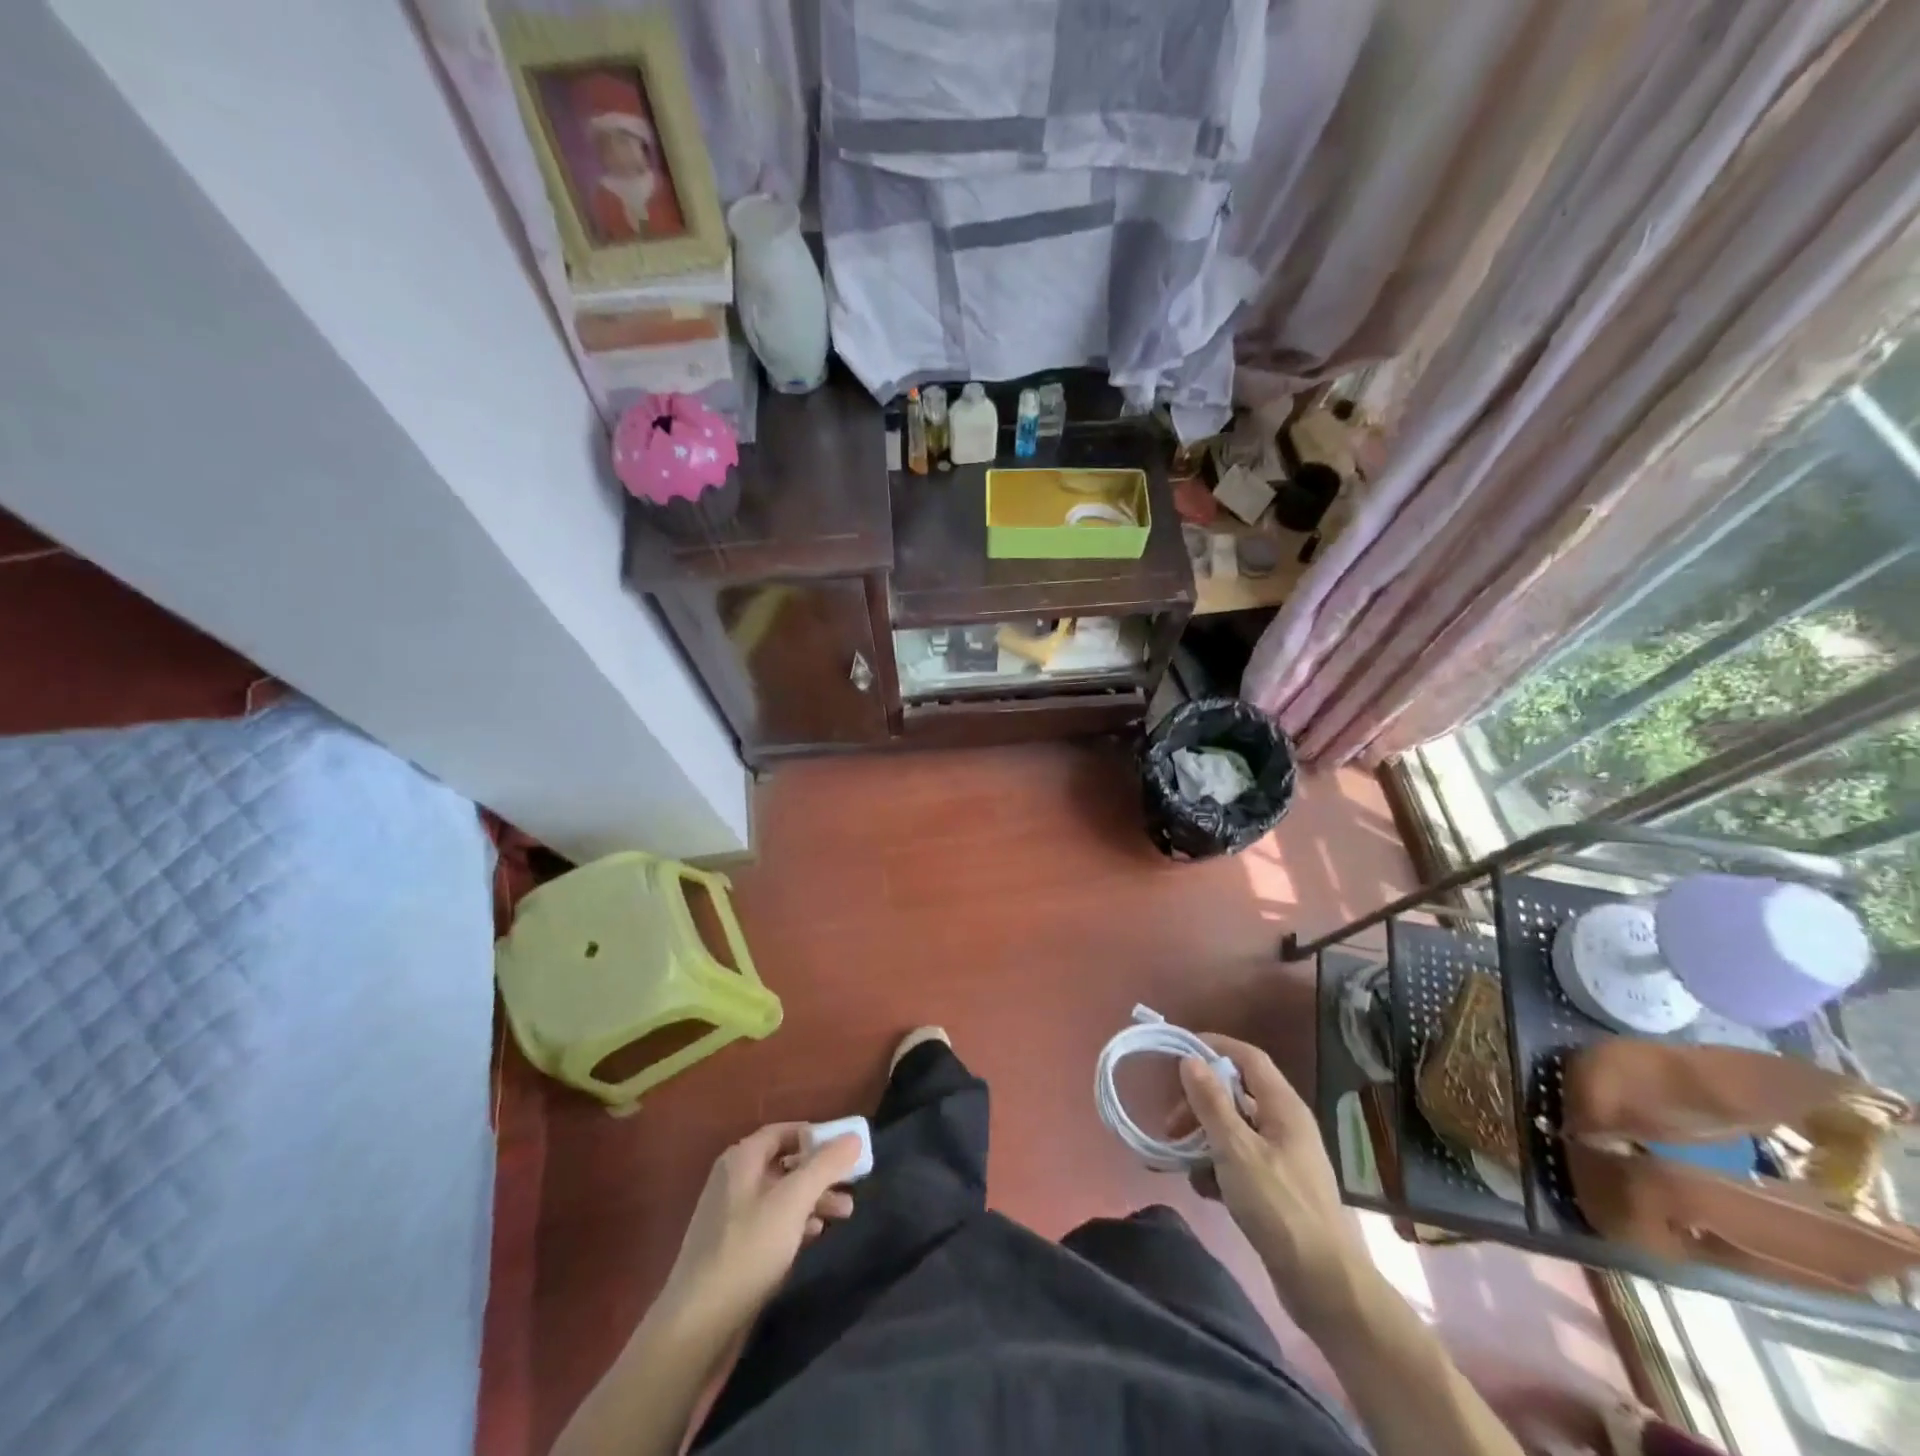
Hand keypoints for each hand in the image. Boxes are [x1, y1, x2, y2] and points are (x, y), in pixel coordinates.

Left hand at [656, 1125, 862, 1337]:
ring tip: (845, 1212)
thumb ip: (825, 1165)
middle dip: (821, 1172)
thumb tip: (853, 1136)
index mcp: (742, 1159)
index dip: (817, 1136)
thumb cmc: (748, 1250)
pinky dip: (797, 1223)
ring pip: (782, 1195)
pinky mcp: (735, 1249)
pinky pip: (773, 1222)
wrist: (697, 1327)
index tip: (847, 1149)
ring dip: (814, 1199)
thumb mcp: (793, 1201)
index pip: (785, 1132)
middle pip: (786, 1163)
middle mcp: (735, 1180)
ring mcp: (732, 1217)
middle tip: (853, 1183)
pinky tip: (816, 1235)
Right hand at [1172, 1035, 1370, 1326]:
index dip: (1215, 1047)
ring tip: (1179, 1161)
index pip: (1248, 1057)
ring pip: (1234, 1131)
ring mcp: (1283, 1158)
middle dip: (1200, 1104)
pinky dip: (1218, 1170)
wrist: (1325, 1286)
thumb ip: (1211, 1102)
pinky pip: (1240, 1163)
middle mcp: (1285, 1125)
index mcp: (1283, 1107)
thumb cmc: (1279, 1207)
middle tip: (1171, 1124)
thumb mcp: (1236, 1150)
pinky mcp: (1278, 1190)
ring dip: (1204, 1139)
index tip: (1177, 1052)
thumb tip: (1191, 1060)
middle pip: (1236, 1094)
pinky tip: (1204, 1190)